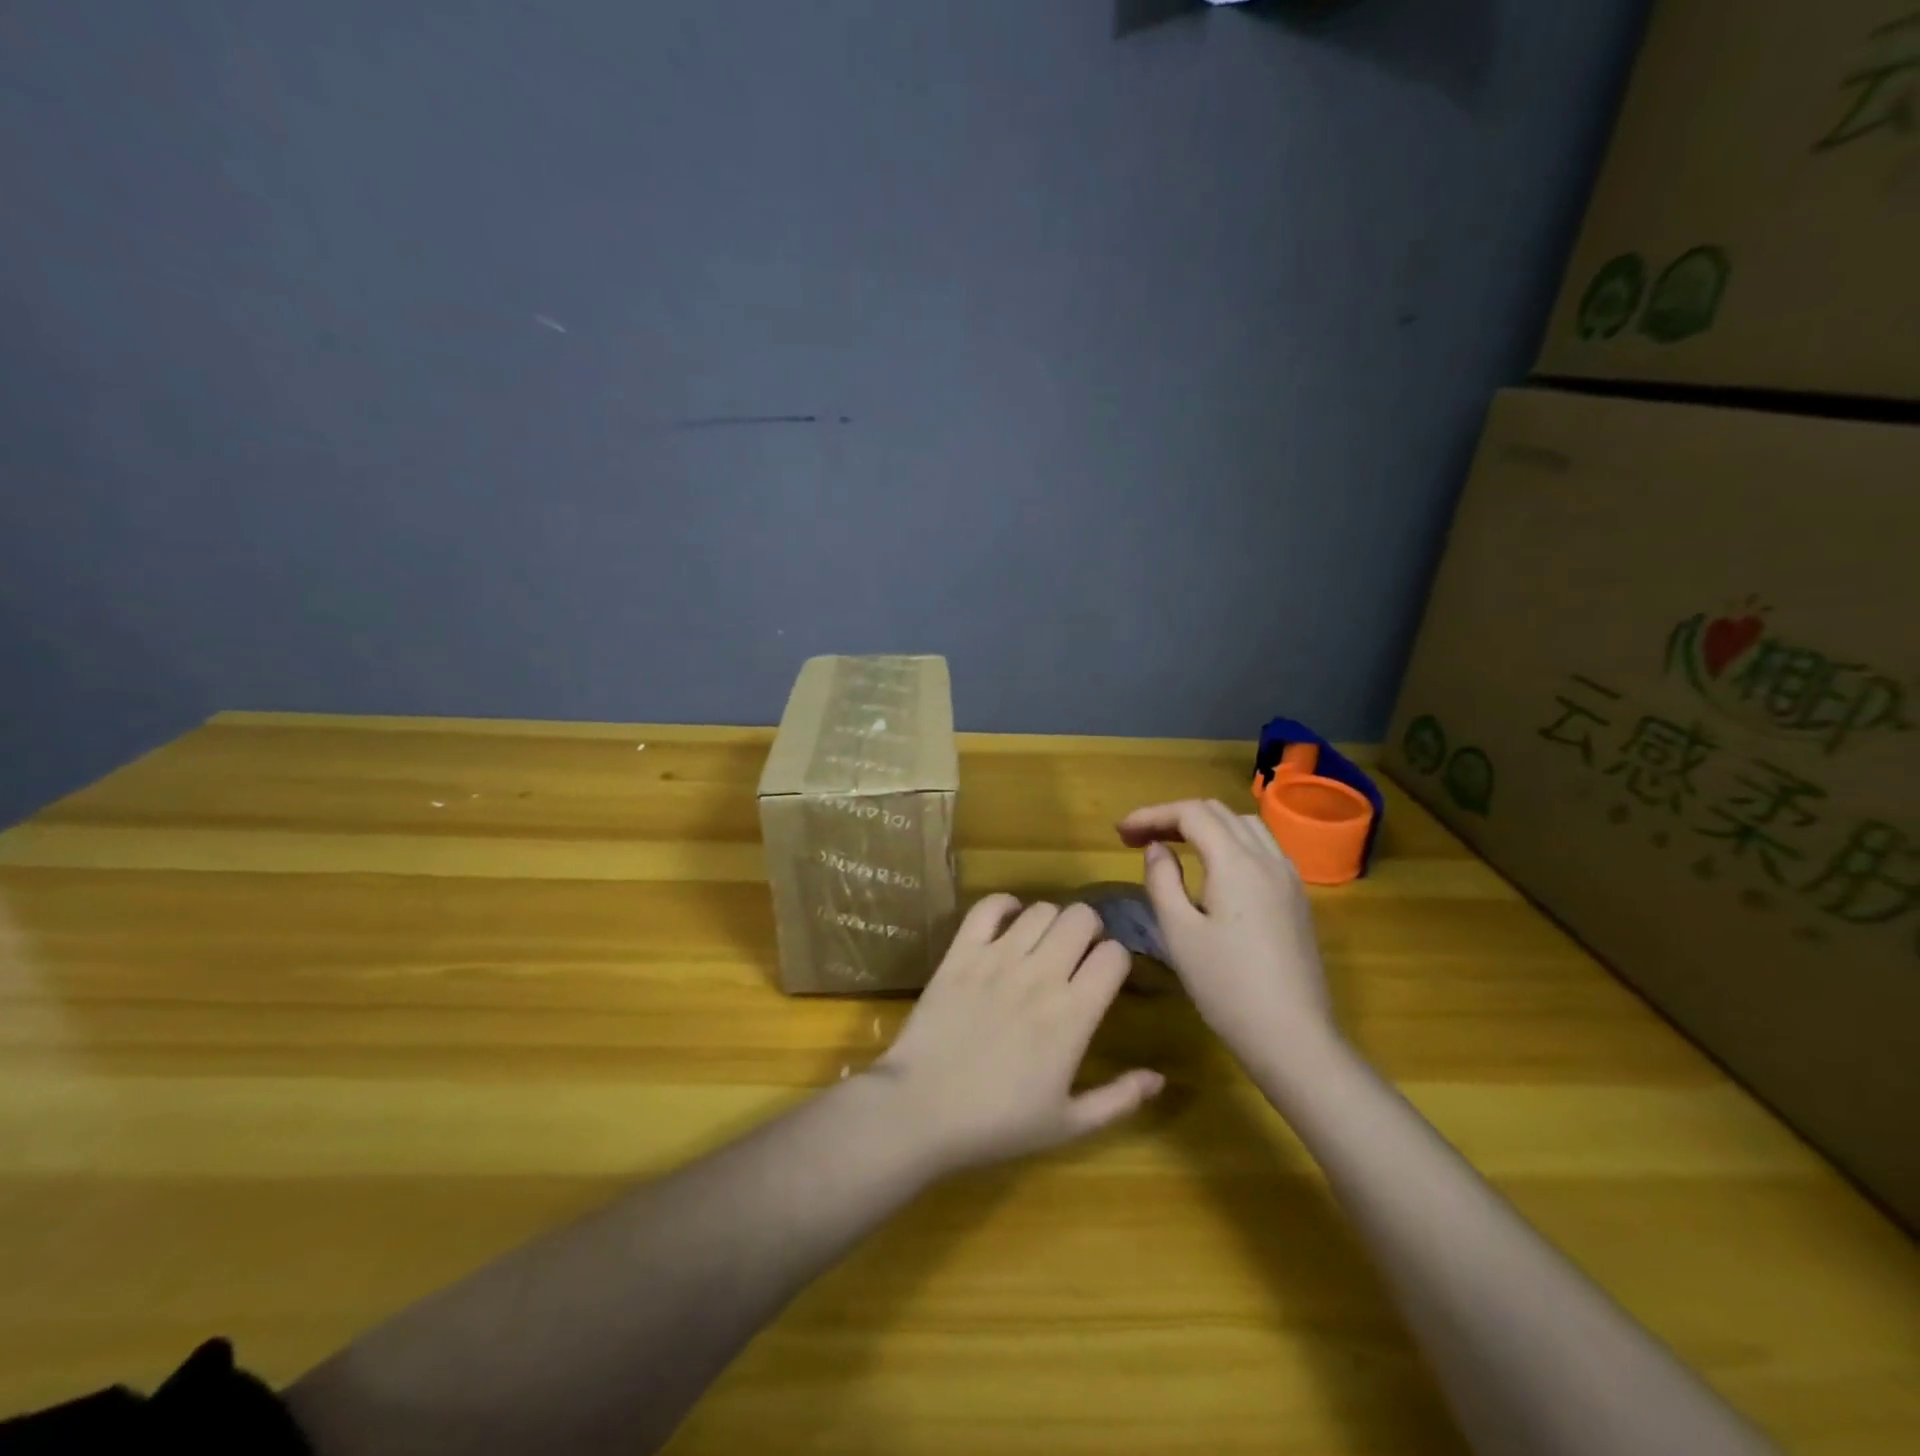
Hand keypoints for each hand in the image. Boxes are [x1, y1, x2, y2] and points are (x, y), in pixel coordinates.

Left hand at [871, 895, 1164, 1175]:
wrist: (921, 1110)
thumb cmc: (998, 1123)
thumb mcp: (1068, 1124)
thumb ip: (1119, 1099)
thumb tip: (1160, 1076)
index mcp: (1073, 1015)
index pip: (1114, 955)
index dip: (1116, 960)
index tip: (1106, 976)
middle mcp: (1040, 975)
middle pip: (1082, 918)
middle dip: (1089, 930)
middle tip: (1078, 953)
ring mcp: (997, 958)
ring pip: (1041, 909)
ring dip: (1050, 921)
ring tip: (1042, 943)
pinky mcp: (960, 952)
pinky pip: (988, 907)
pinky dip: (1003, 906)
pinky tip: (1007, 922)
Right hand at [1117, 799, 1337, 1065]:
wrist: (1293, 1038)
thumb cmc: (1227, 988)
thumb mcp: (1179, 933)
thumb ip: (1162, 881)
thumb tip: (1158, 849)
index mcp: (1237, 862)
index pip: (1192, 813)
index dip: (1152, 815)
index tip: (1121, 833)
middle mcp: (1269, 859)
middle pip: (1219, 812)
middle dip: (1176, 817)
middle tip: (1140, 839)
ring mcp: (1289, 878)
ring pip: (1245, 826)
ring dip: (1206, 826)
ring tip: (1174, 847)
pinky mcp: (1297, 899)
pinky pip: (1263, 849)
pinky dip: (1231, 842)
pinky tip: (1213, 870)